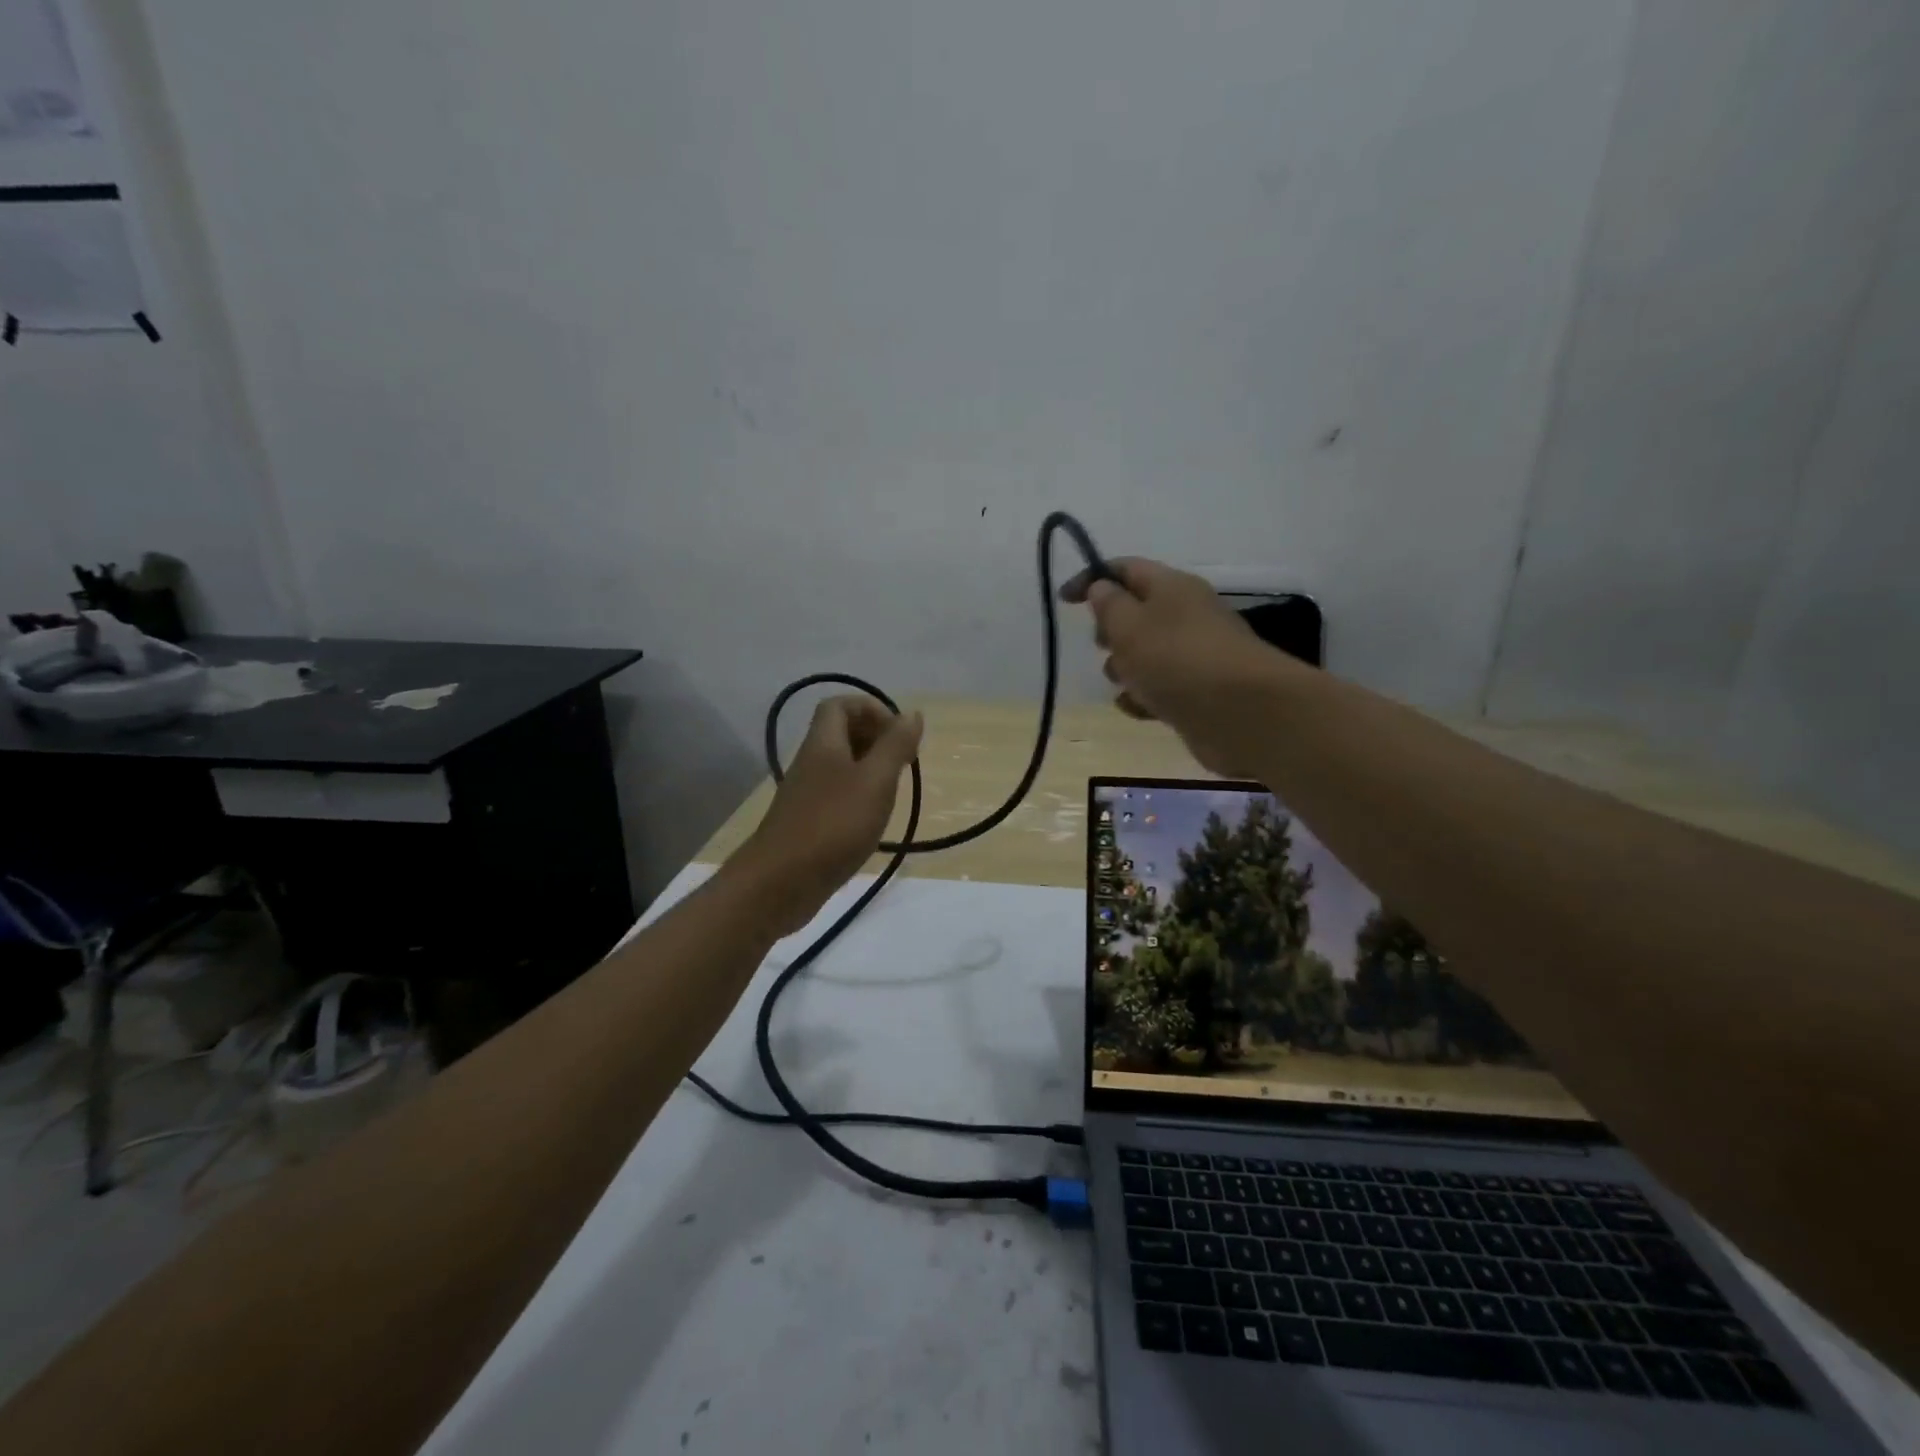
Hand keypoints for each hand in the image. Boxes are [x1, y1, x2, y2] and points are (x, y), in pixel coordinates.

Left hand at [730, 695, 923, 935]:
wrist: (779, 883)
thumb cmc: (833, 825)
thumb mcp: (875, 781)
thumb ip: (895, 746)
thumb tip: (912, 713)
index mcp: (823, 744)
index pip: (839, 705)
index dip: (871, 708)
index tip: (899, 733)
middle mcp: (811, 763)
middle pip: (840, 733)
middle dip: (875, 738)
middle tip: (903, 761)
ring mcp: (806, 795)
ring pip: (840, 767)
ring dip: (870, 770)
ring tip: (894, 790)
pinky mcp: (807, 823)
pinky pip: (836, 796)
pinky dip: (859, 798)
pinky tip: (873, 820)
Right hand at [1061, 557, 1285, 777]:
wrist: (1242, 714)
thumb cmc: (1177, 660)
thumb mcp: (1130, 626)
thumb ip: (1109, 605)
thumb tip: (1101, 588)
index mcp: (1171, 588)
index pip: (1125, 569)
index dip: (1092, 579)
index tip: (1064, 601)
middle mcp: (1185, 616)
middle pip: (1136, 613)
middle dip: (1111, 631)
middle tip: (1103, 645)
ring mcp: (1194, 655)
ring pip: (1145, 655)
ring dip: (1125, 669)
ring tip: (1125, 683)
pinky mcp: (1197, 692)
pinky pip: (1159, 688)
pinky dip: (1144, 697)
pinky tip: (1139, 709)